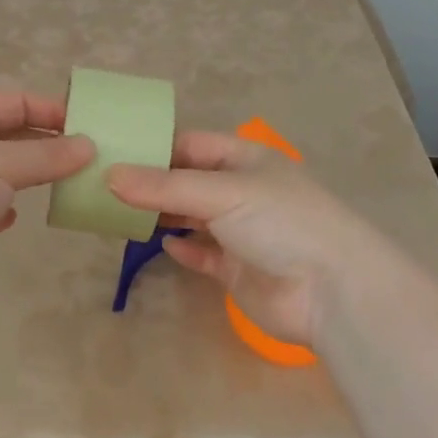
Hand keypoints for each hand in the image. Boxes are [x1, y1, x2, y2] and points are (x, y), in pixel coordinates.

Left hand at [0, 91, 94, 311]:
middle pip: (9, 136)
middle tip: (89, 158)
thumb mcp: (2, 163)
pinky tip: (20, 215)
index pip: (13, 101)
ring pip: (1, 174)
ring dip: (31, 177)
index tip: (88, 125)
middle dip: (46, 144)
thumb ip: (48, 155)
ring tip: (70, 184)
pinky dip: (5, 209)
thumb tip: (90, 146)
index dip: (49, 109)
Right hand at [107, 131, 369, 347]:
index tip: (113, 153)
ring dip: (161, 216)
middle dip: (152, 184)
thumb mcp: (222, 192)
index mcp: (246, 159)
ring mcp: (241, 232)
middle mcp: (243, 191)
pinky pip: (202, 254)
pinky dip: (182, 248)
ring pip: (191, 217)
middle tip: (105, 186)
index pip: (192, 144)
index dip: (155, 147)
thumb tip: (109, 176)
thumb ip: (164, 186)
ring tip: (119, 214)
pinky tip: (162, 245)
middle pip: (188, 181)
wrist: (332, 292)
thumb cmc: (281, 222)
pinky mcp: (238, 269)